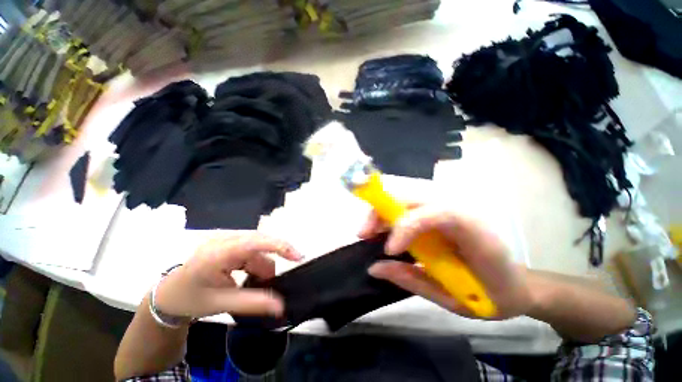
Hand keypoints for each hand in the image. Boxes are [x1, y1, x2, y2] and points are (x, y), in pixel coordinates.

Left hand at [154, 232, 301, 319]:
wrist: (169, 293)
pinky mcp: (229, 241)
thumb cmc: (191, 298)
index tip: (298, 256)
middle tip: (271, 283)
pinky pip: (252, 248)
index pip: (255, 242)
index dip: (280, 246)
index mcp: (218, 252)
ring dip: (261, 266)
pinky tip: (247, 276)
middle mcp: (224, 239)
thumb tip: (281, 306)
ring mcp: (227, 238)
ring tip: (252, 285)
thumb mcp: (221, 303)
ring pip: (258, 247)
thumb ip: (252, 303)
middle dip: (270, 262)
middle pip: (261, 243)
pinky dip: (256, 263)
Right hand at [360, 204, 533, 319]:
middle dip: (382, 211)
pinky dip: (388, 214)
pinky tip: (380, 229)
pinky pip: (407, 205)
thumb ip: (411, 280)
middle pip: (413, 196)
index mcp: (474, 231)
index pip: (436, 212)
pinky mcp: (437, 211)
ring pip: (405, 196)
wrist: (516, 284)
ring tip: (368, 232)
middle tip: (364, 234)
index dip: (407, 226)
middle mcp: (460, 208)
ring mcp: (447, 206)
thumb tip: (374, 266)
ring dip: (381, 210)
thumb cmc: (492, 296)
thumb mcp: (453, 299)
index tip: (388, 250)